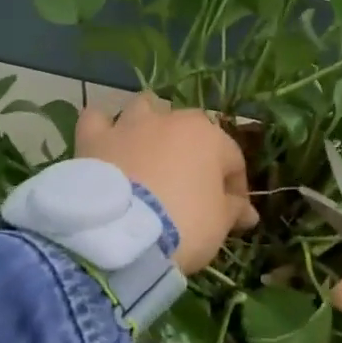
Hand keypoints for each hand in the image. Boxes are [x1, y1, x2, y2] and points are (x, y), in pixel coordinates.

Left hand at [76, 95, 257, 274]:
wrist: (121, 234)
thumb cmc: (183, 224)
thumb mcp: (219, 223)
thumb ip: (234, 210)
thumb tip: (248, 212)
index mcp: (208, 136)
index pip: (232, 158)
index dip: (235, 186)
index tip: (234, 213)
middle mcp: (170, 119)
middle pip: (189, 130)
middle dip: (194, 154)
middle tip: (191, 189)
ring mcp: (129, 125)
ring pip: (145, 108)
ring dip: (150, 125)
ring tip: (150, 153)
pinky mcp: (94, 138)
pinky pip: (97, 120)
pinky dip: (103, 128)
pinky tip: (106, 143)